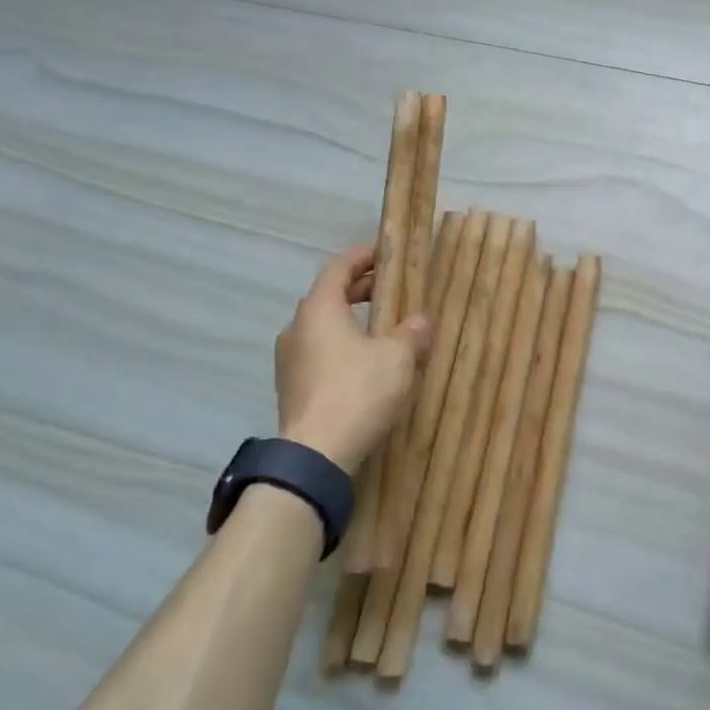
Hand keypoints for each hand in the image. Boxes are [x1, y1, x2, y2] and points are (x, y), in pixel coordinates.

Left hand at [274, 245, 430, 475]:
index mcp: (319, 309)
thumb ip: (412, 333)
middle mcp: (297, 328)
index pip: (338, 267)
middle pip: (328, 296)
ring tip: (382, 330)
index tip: (385, 254)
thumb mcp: (398, 358)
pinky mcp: (291, 388)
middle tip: (391, 290)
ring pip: (322, 328)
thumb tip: (420, 321)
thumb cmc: (358, 391)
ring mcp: (289, 360)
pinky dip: (341, 348)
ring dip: (350, 322)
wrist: (316, 455)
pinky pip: (318, 354)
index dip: (363, 257)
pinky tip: (365, 365)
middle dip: (360, 290)